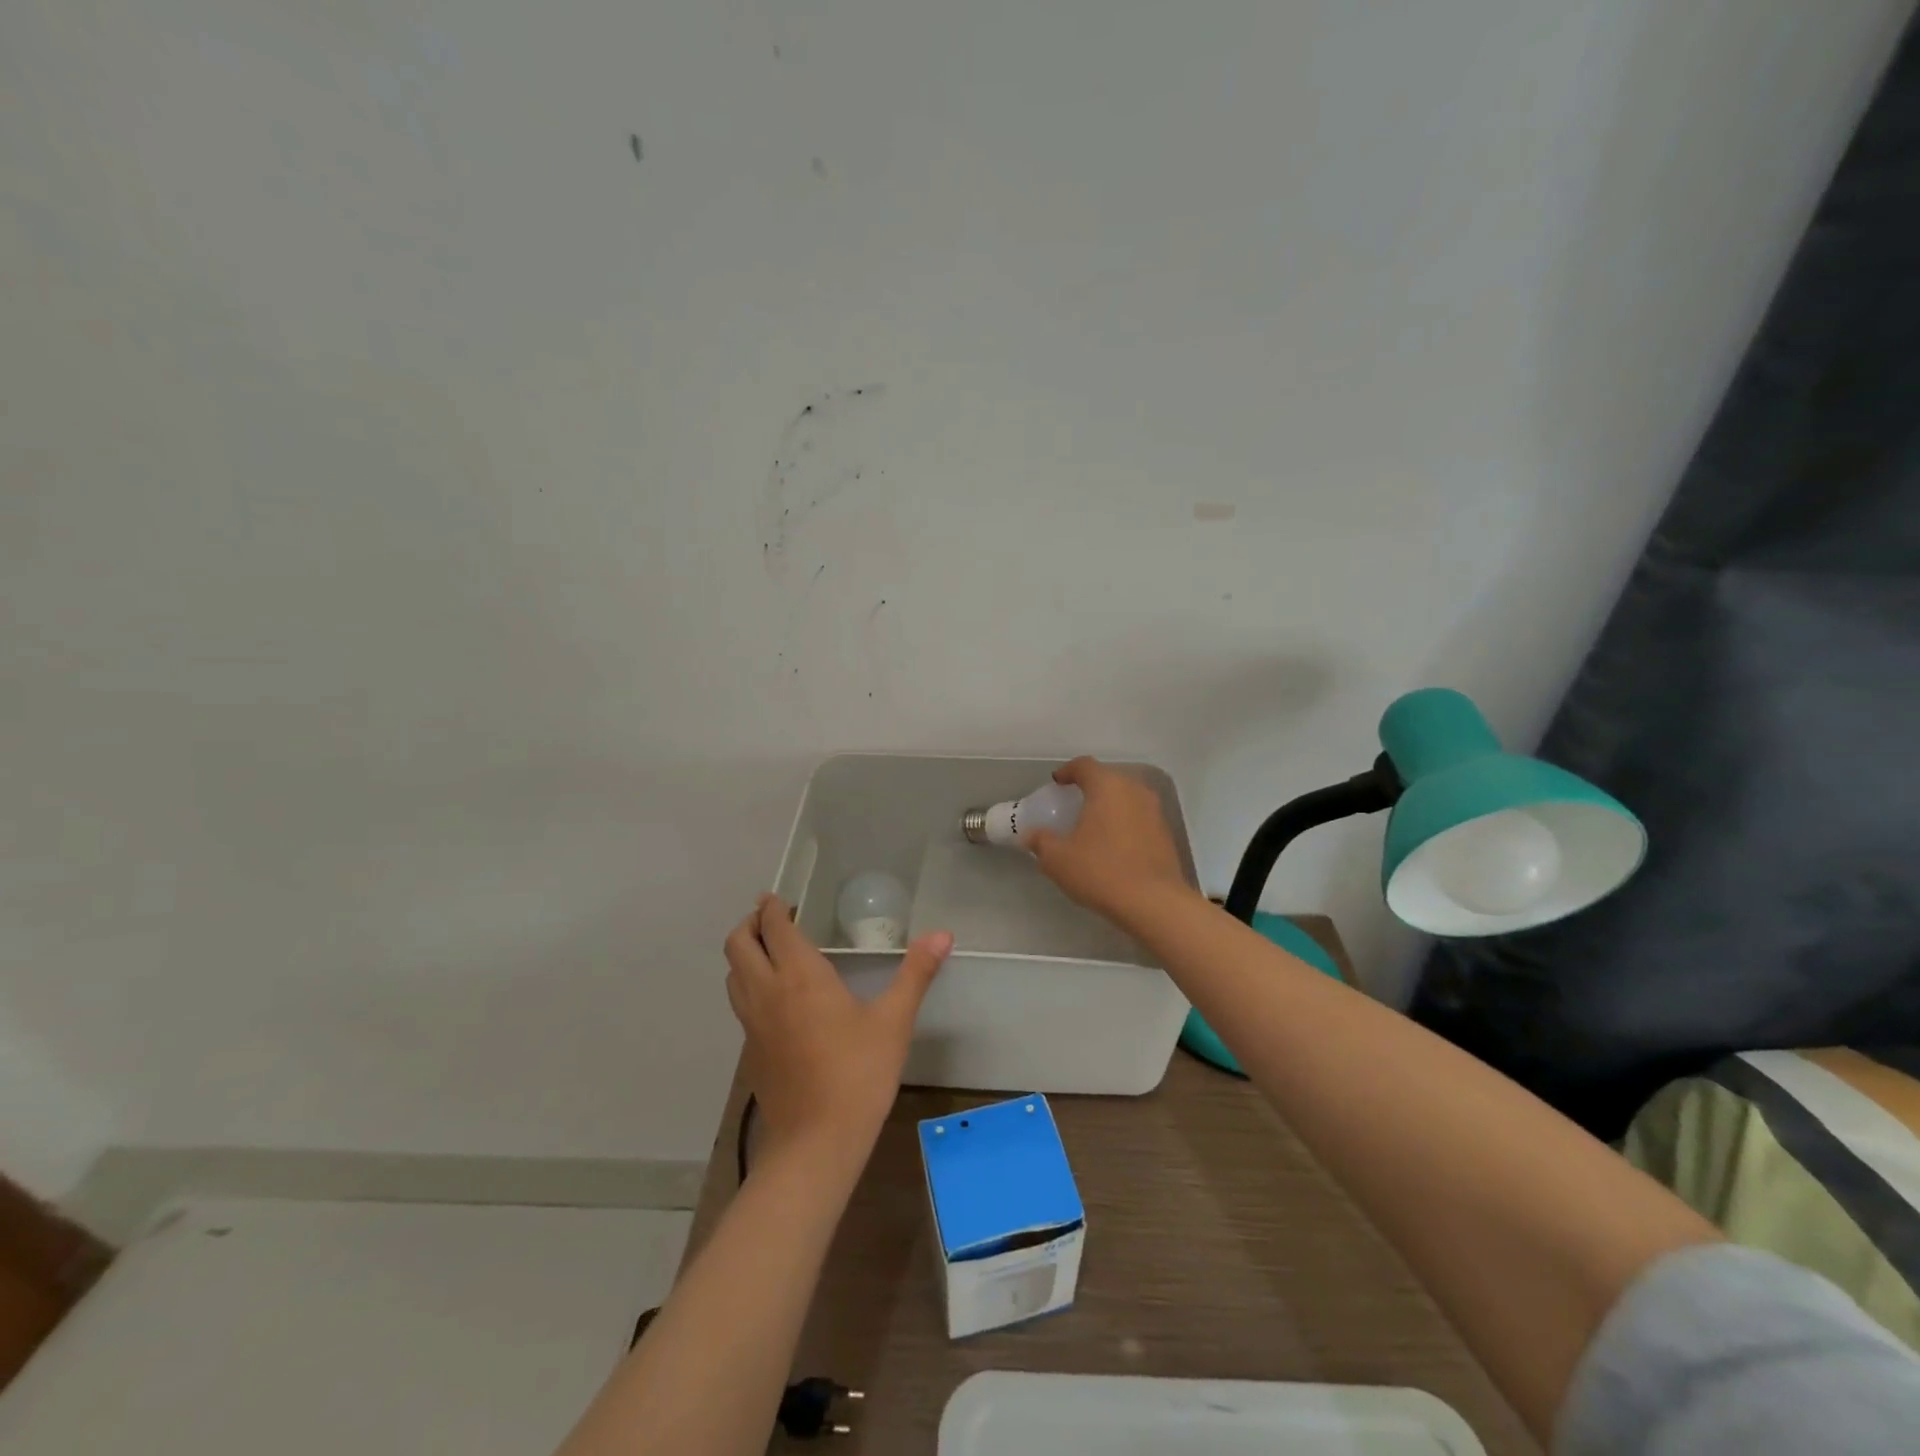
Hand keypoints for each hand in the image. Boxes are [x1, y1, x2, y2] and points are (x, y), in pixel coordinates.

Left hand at [724, 894, 952, 1167]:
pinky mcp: (749, 1053)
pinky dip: (748, 987)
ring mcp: (752, 1024)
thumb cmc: (858, 1074)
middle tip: (772, 919)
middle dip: (749, 924)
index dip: (771, 907)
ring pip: (733, 975)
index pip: (774, 927)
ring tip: (770, 953)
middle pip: (737, 944)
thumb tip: (942, 934)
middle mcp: (767, 991)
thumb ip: (916, 973)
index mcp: (799, 975)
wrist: (816, 1143)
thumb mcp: (894, 1021)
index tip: (777, 898)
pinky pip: (740, 1005)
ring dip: (745, 955)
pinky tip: (776, 1001)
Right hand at [1028, 757, 1194, 923]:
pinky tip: (1114, 845)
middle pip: (1109, 778)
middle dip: (1090, 787)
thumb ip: (1041, 841)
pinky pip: (1139, 817)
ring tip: (1094, 825)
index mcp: (1107, 787)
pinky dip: (1125, 823)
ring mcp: (1155, 811)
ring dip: (1110, 805)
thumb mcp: (1058, 859)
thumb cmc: (1100, 871)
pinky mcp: (1166, 833)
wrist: (1153, 903)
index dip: (1068, 771)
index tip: (1057, 783)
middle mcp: (1134, 791)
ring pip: (1127, 797)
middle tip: (1074, 804)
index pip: (1085, 765)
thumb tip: (1030, 835)